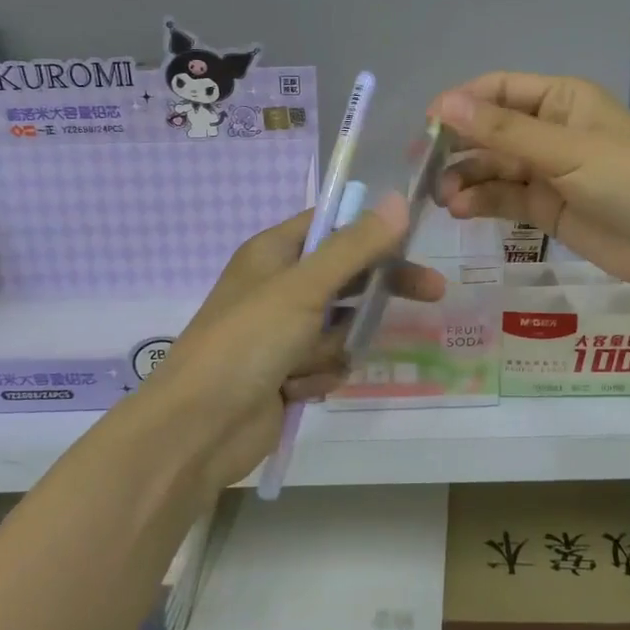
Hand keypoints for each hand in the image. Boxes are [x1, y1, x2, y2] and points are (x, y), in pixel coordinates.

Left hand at [146, 197, 445, 491]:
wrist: (199, 428)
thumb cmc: (247, 342)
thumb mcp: (303, 287)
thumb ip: (354, 247)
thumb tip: (398, 201)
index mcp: (273, 253)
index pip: (331, 224)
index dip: (370, 228)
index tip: (413, 237)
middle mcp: (278, 287)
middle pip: (346, 276)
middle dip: (376, 292)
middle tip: (431, 292)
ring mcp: (282, 332)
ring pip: (341, 326)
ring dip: (334, 346)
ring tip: (306, 362)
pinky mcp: (287, 372)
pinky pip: (327, 362)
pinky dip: (318, 375)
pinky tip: (296, 389)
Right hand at [431, 72, 629, 300]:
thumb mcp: (565, 150)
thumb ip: (502, 131)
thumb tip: (442, 104)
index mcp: (560, 100)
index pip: (497, 90)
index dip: (460, 104)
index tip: (426, 127)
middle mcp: (550, 131)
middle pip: (489, 131)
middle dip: (457, 147)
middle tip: (423, 170)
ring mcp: (548, 172)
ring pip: (493, 168)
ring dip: (466, 179)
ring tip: (443, 198)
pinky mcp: (547, 209)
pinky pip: (505, 198)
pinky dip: (482, 202)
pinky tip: (462, 211)